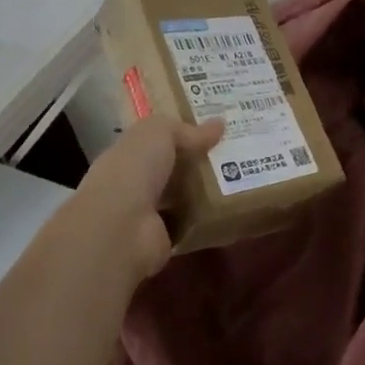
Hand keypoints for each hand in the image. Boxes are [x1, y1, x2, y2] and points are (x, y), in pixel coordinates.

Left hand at [52, 115, 223, 282]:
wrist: (120, 229)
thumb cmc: (133, 170)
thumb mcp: (159, 133)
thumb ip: (186, 129)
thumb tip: (219, 124)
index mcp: (126, 155)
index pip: (155, 141)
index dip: (182, 133)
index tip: (215, 128)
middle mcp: (134, 184)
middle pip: (172, 169)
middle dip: (199, 161)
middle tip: (237, 151)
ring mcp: (148, 214)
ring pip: (183, 195)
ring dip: (207, 189)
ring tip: (243, 177)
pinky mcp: (165, 239)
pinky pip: (192, 222)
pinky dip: (209, 217)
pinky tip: (233, 205)